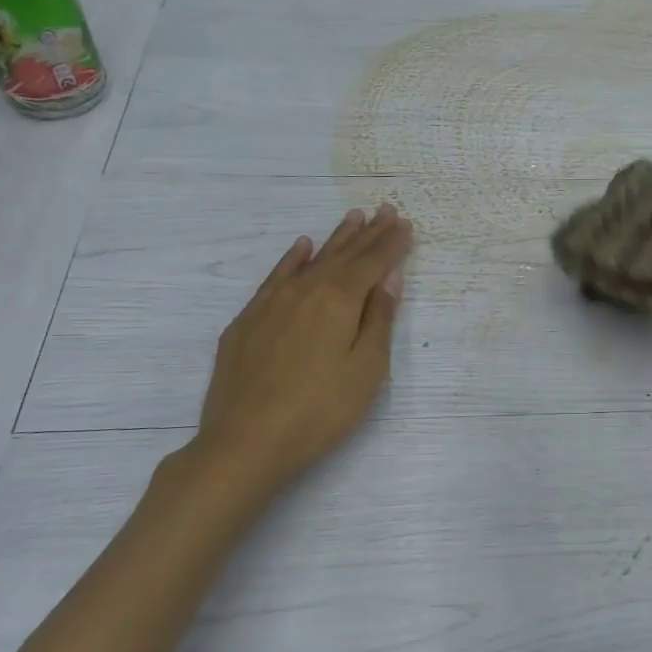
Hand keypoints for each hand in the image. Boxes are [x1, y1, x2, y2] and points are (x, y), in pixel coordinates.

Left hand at [165, 205, 413, 504]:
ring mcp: (271, 302)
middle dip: (368, 233)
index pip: (372, 263)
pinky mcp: (247, 320)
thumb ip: (378, 320)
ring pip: (311, 260)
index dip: (391, 243)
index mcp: (339, 300)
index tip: (405, 223)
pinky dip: (293, 258)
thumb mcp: (366, 370)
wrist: (245, 441)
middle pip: (344, 255)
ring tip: (353, 217)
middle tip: (385, 209)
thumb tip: (388, 280)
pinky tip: (302, 247)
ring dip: (335, 239)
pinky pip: (276, 276)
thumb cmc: (320, 411)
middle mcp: (306, 290)